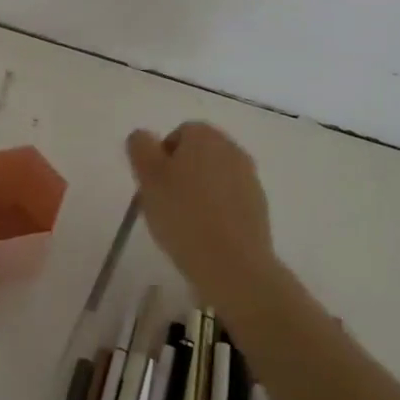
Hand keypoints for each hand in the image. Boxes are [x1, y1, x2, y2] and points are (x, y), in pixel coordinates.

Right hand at [125, 122, 276, 304]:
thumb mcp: (148, 178)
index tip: (153, 186)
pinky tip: (206, 234)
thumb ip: (141, 148)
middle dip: (180, 174)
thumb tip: (144, 137)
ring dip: (199, 192)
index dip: (161, 159)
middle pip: (197, 154)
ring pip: (214, 177)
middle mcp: (231, 148)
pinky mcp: (259, 205)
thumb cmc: (184, 215)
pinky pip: (229, 199)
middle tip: (164, 203)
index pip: (177, 134)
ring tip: (184, 223)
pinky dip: (217, 210)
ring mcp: (249, 177)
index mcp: (205, 136)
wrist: (233, 264)